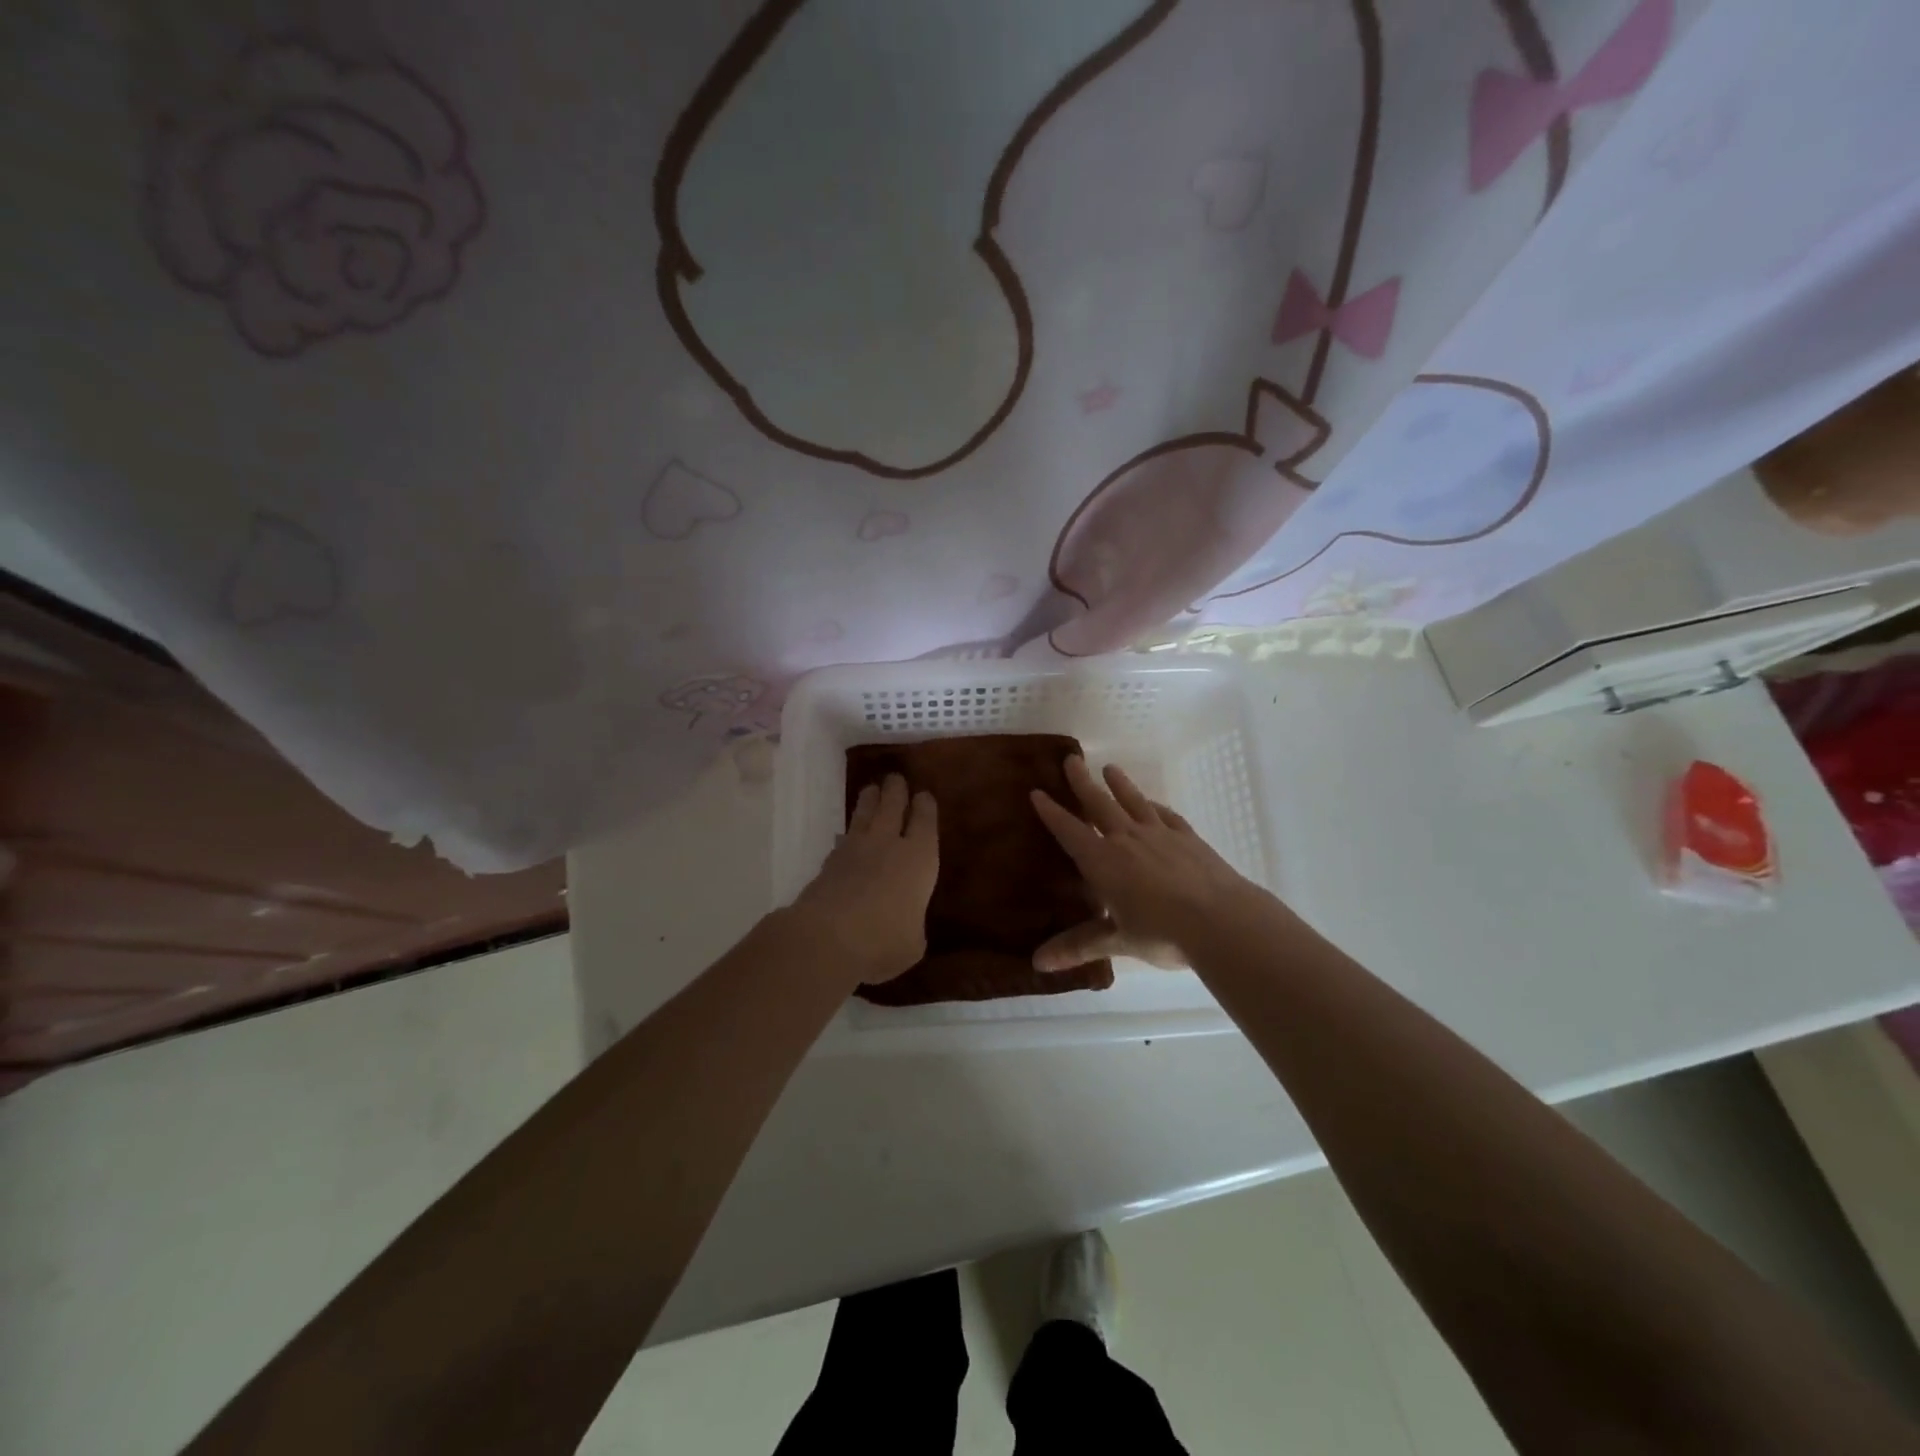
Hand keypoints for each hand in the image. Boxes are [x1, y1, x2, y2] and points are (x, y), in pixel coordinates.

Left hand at [793, 774, 937, 984]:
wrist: (827, 938)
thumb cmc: (884, 941)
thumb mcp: (912, 943)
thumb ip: (912, 926)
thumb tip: (904, 925)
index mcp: (920, 858)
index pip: (925, 821)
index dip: (925, 806)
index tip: (924, 795)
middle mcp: (888, 844)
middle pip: (892, 805)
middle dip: (896, 790)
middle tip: (895, 779)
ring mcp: (855, 849)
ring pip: (864, 813)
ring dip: (869, 800)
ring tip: (871, 790)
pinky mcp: (828, 862)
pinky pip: (842, 839)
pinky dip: (847, 835)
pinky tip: (845, 837)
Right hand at [1030, 757, 1262, 971]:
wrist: (1220, 920)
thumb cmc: (1162, 933)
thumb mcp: (1117, 941)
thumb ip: (1079, 946)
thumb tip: (1037, 963)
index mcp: (1103, 861)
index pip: (1070, 831)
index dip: (1052, 812)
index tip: (1037, 792)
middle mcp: (1127, 839)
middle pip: (1100, 805)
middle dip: (1082, 783)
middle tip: (1070, 760)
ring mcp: (1160, 835)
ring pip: (1134, 802)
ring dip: (1120, 784)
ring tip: (1110, 768)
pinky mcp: (1189, 839)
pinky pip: (1167, 816)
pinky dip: (1156, 807)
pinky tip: (1154, 804)